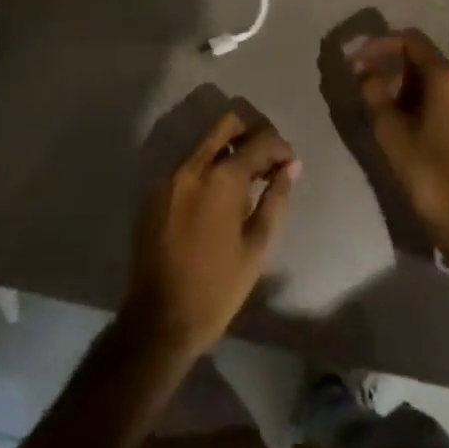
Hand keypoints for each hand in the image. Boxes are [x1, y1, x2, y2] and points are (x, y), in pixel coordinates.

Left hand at [123, 111, 299, 358]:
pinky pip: (188, 165)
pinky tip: (217, 199)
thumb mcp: (256, 248)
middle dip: (252, 134)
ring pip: (205, 142)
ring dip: (229, 151)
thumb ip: (275, 200)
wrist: (158, 323)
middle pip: (227, 124)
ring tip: (245, 183)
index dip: (280, 147)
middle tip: (266, 161)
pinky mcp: (155, 192)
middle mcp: (193, 166)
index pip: (259, 140)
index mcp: (221, 178)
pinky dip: (207, 169)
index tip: (290, 164)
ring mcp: (169, 176)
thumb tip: (293, 167)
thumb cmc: (216, 289)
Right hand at [349, 29, 448, 239]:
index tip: (358, 58)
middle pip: (425, 59)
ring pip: (437, 82)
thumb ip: (374, 93)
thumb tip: (364, 70)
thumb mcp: (391, 132)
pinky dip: (425, 101)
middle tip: (366, 82)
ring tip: (382, 104)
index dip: (381, 44)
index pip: (411, 40)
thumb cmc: (428, 173)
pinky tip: (408, 122)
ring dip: (407, 85)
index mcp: (447, 77)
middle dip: (392, 66)